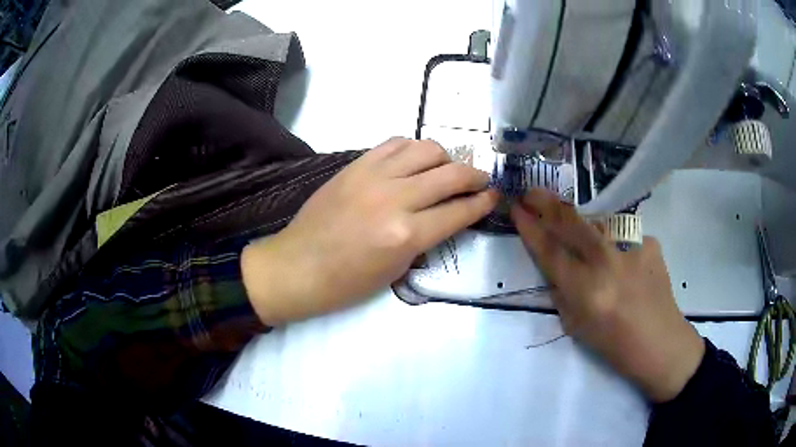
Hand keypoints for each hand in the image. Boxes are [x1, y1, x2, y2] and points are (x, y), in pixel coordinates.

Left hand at [242, 138, 498, 324]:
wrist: (298, 266)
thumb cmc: (347, 282)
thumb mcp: (397, 270)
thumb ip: (428, 237)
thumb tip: (448, 214)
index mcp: (407, 235)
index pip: (459, 211)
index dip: (482, 203)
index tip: (493, 197)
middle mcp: (395, 198)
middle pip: (451, 174)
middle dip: (475, 176)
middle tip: (480, 181)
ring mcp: (373, 176)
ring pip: (426, 149)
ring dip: (445, 158)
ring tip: (445, 170)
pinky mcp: (355, 165)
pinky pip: (395, 143)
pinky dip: (413, 149)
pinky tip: (414, 161)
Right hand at [510, 188, 704, 401]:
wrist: (660, 341)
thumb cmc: (614, 344)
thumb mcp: (576, 325)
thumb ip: (561, 291)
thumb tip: (554, 264)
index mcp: (585, 289)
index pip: (549, 249)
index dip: (529, 227)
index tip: (516, 209)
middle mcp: (607, 261)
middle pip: (570, 220)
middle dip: (545, 202)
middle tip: (531, 192)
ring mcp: (631, 247)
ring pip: (597, 221)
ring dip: (582, 224)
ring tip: (584, 240)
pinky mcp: (648, 241)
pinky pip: (622, 235)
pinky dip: (616, 245)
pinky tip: (625, 264)